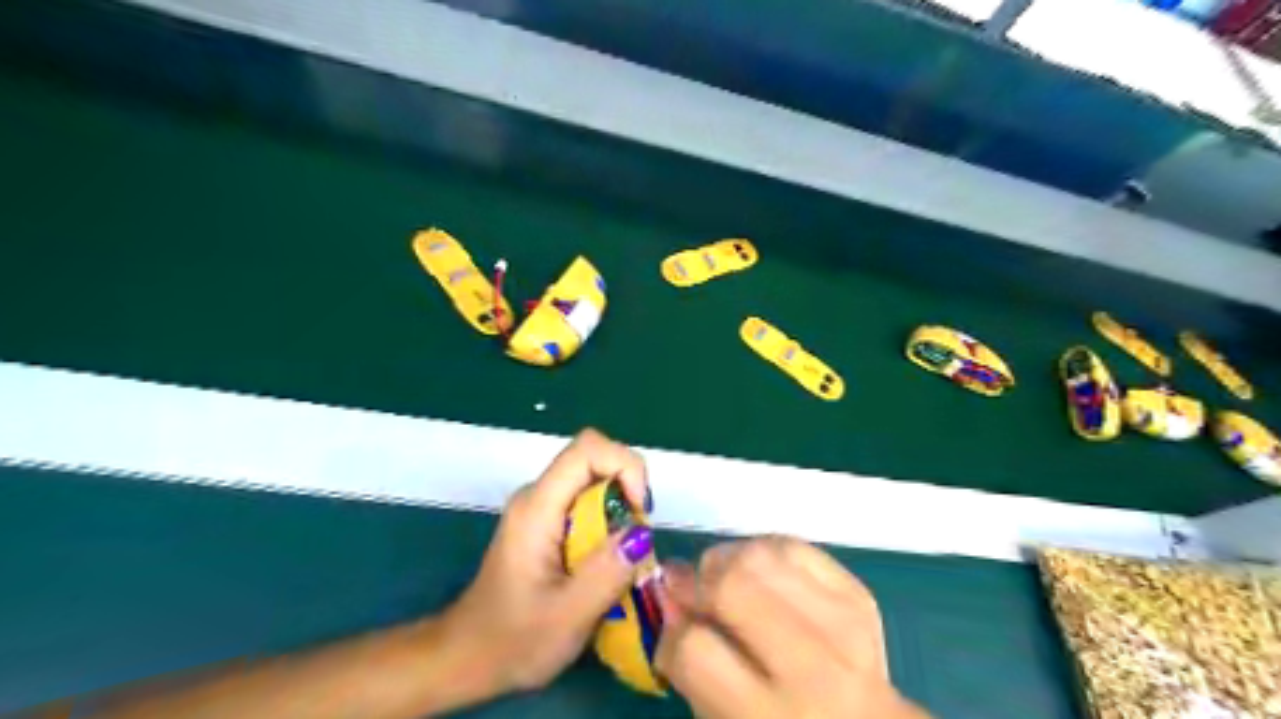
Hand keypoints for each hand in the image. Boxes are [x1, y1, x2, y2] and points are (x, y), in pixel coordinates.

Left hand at [447, 430, 653, 693]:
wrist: (466, 658)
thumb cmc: (512, 641)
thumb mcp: (568, 617)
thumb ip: (607, 572)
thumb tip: (642, 532)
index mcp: (537, 507)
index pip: (588, 448)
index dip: (625, 466)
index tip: (639, 512)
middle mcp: (537, 495)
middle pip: (595, 461)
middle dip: (628, 492)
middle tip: (637, 543)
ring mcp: (540, 508)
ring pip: (594, 482)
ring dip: (621, 511)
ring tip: (625, 558)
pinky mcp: (545, 523)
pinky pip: (587, 504)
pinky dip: (609, 523)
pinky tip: (606, 563)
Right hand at [661, 535, 933, 717]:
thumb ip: (690, 664)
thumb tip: (668, 596)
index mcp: (770, 718)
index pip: (695, 649)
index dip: (671, 631)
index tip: (672, 624)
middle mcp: (812, 668)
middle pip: (732, 585)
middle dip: (697, 579)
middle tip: (690, 588)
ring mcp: (842, 624)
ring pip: (760, 553)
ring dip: (728, 559)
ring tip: (725, 579)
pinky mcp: (857, 593)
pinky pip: (794, 544)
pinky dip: (764, 550)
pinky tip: (761, 575)